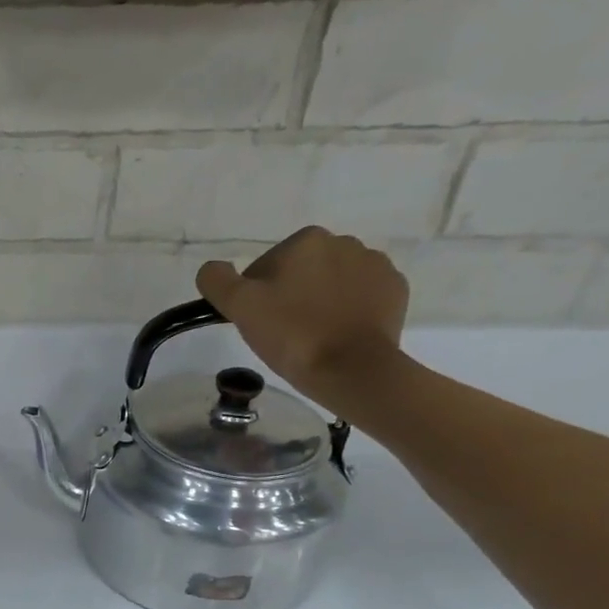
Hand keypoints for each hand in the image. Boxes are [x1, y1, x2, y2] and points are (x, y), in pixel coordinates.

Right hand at [196, 226, 408, 408]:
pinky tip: (338, 335)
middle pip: (301, 272)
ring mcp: (376, 265)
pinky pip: (361, 296)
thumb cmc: (292, 334)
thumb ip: (217, 280)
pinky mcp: (395, 290)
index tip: (258, 323)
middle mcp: (344, 242)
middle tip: (282, 333)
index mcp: (306, 240)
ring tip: (312, 336)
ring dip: (319, 302)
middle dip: (290, 296)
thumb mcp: (240, 307)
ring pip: (331, 283)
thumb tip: (212, 269)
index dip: (255, 296)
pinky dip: (348, 311)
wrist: (352, 368)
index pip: (265, 267)